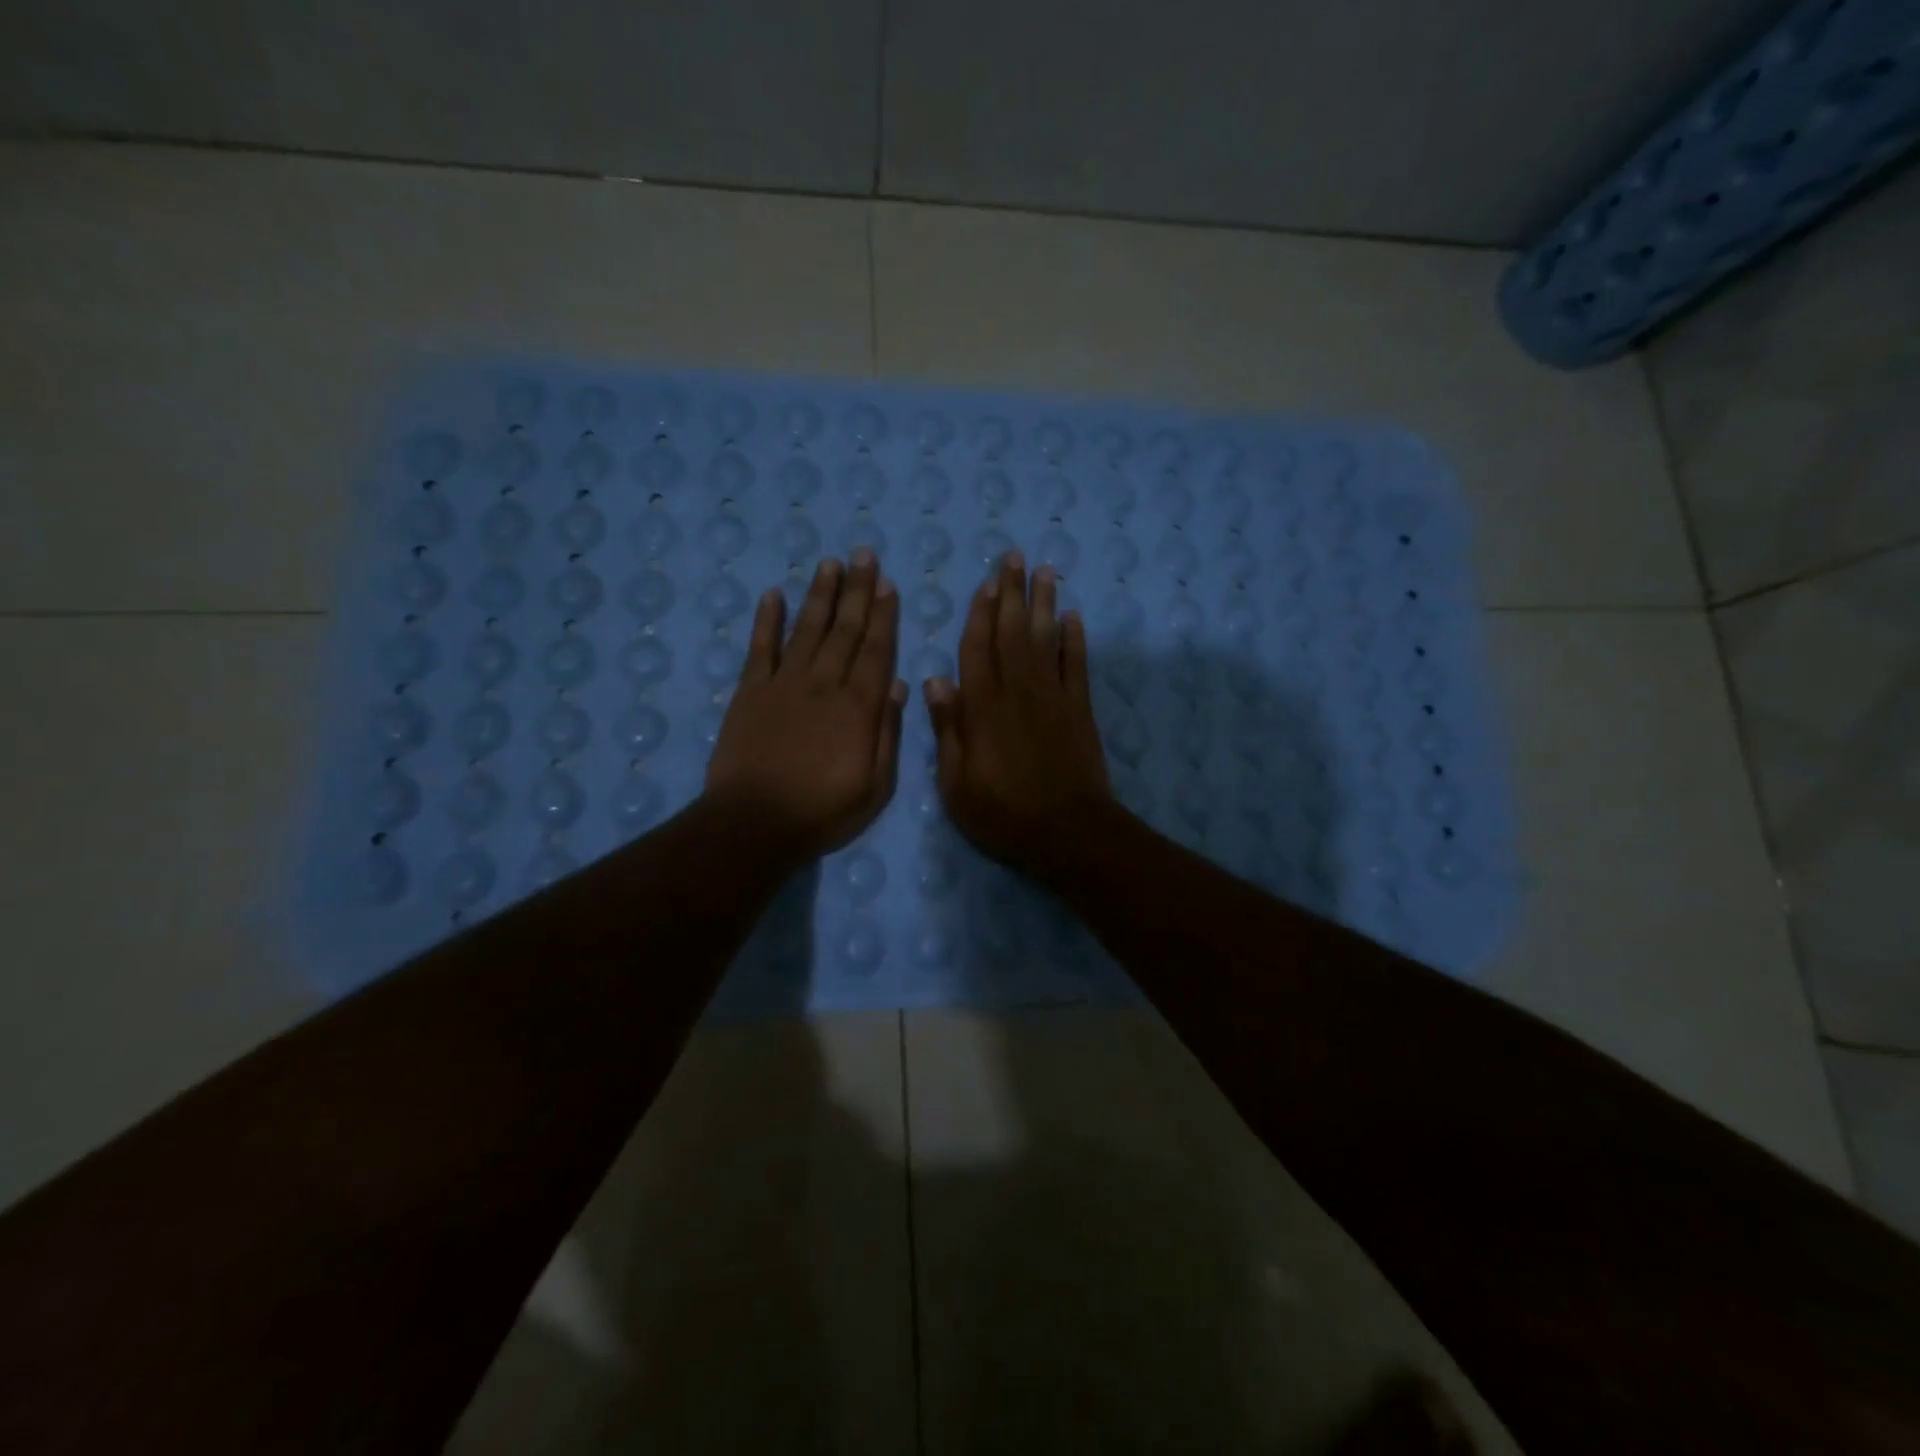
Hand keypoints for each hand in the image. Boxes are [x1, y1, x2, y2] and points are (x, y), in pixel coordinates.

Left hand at [705, 552, 906, 864]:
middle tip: (864, 554)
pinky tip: (773, 594)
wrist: (754, 823)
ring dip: (820, 594)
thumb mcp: (875, 786)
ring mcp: (784, 684)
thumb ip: (887, 733)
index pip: (876, 650)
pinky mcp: (750, 692)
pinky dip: (767, 620)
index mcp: (858, 707)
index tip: (888, 584)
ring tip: (830, 562)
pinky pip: (760, 648)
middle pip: (845, 629)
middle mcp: (824, 684)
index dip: (884, 615)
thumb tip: (897, 685)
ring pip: (806, 629)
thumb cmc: (823, 811)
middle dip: (857, 590)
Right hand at [925, 553, 1114, 880]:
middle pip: (1013, 632)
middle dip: (1012, 593)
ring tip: (1044, 570)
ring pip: (1047, 639)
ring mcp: (1053, 697)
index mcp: (983, 708)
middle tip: (1014, 557)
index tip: (984, 584)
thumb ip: (949, 729)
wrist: (1068, 832)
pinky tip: (1074, 616)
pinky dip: (1076, 639)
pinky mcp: (1080, 710)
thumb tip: (935, 681)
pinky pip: (1078, 665)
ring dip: (1044, 603)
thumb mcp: (957, 783)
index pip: (977, 649)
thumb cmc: (1003, 814)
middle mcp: (1018, 691)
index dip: (980, 614)